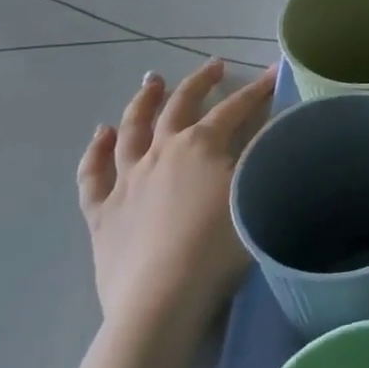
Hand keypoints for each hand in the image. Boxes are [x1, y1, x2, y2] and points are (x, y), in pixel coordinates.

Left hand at [77, 59, 278, 335]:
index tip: (271, 73)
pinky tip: (100, 135)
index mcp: (201, 145)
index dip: (256, 90)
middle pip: (180, 106)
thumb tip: (275, 129)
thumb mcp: (254, 193)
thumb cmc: (218, 246)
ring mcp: (126, 181)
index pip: (235, 108)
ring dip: (143, 102)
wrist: (162, 300)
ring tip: (151, 82)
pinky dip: (95, 152)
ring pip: (131, 130)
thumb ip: (262, 157)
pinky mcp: (102, 213)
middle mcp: (161, 152)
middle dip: (199, 83)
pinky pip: (93, 175)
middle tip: (213, 67)